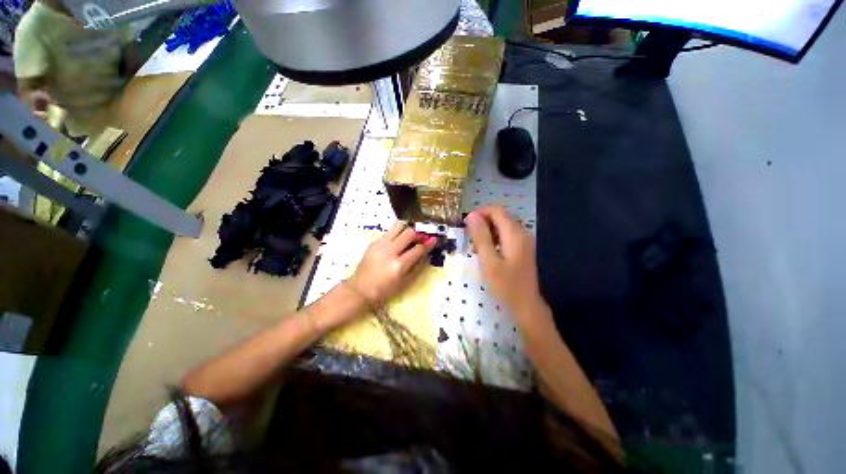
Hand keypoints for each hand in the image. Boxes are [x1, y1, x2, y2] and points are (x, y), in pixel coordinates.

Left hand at [348, 222, 436, 306]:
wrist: (359, 289)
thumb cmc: (384, 290)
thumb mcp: (404, 283)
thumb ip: (417, 268)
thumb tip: (426, 255)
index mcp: (399, 265)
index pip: (418, 249)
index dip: (428, 244)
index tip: (434, 239)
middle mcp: (390, 251)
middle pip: (409, 233)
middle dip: (418, 234)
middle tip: (420, 238)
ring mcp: (380, 244)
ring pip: (398, 226)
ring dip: (407, 229)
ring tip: (409, 236)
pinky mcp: (374, 242)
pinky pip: (389, 232)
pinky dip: (396, 234)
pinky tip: (397, 242)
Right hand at [465, 206, 545, 324]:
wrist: (526, 305)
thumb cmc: (505, 285)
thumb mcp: (489, 261)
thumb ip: (481, 237)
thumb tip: (471, 216)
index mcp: (515, 234)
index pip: (496, 211)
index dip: (479, 213)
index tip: (465, 224)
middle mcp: (522, 233)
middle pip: (500, 217)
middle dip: (483, 223)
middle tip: (470, 239)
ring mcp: (524, 241)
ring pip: (502, 226)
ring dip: (487, 232)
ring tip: (477, 248)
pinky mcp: (522, 248)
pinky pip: (506, 235)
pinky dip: (494, 239)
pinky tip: (487, 252)